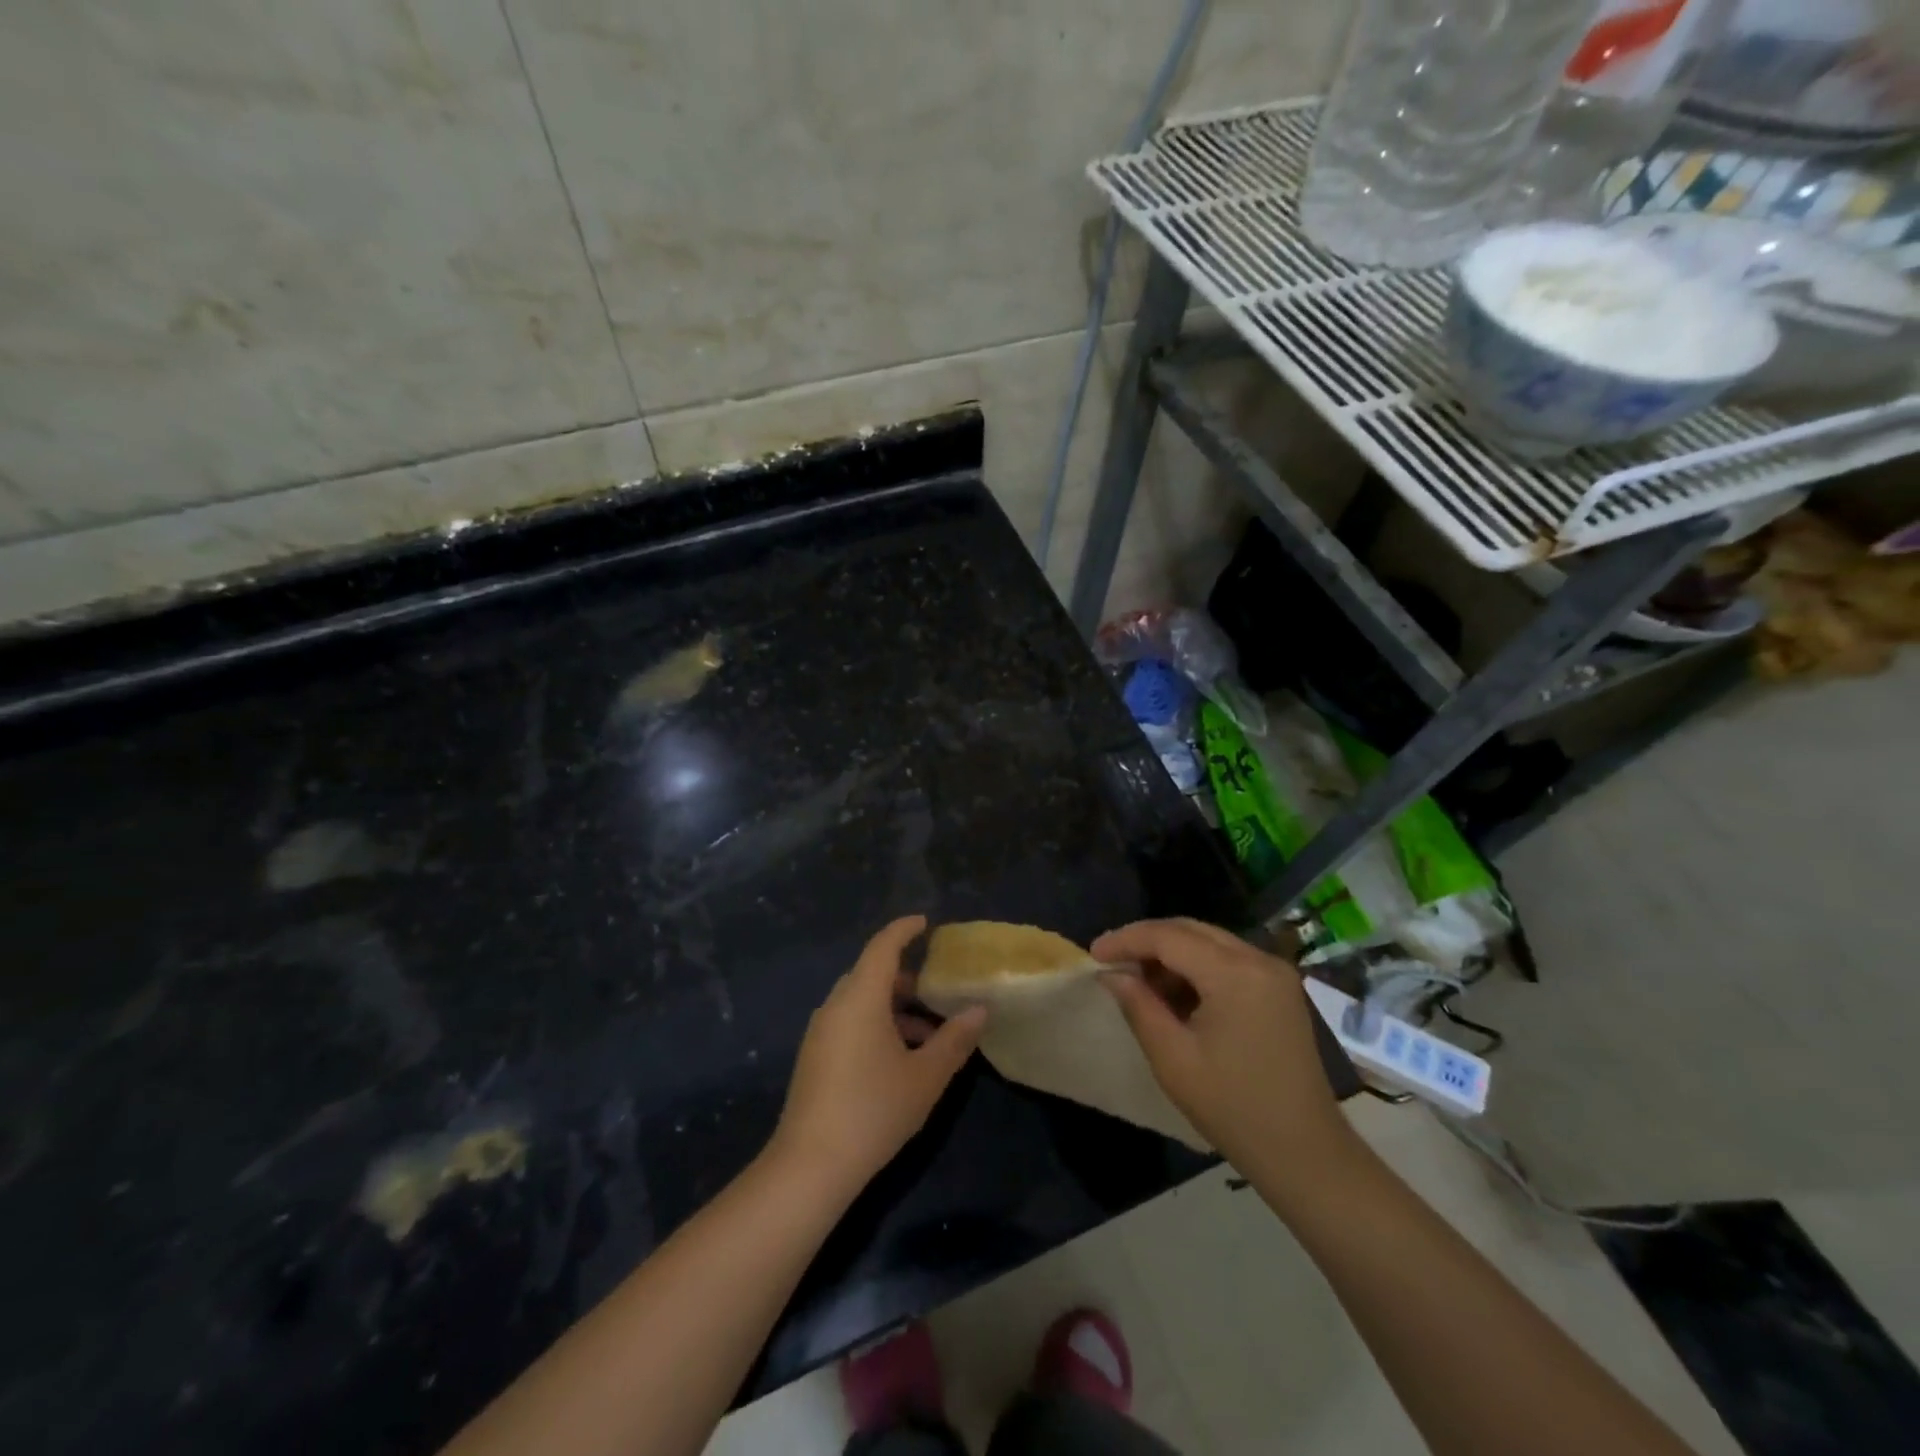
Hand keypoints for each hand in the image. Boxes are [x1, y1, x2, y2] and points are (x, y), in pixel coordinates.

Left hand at [770, 916, 987, 1191]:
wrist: (810, 1166)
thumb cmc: (873, 1110)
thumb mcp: (926, 1076)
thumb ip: (955, 1039)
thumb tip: (980, 1010)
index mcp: (860, 997)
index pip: (883, 947)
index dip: (904, 930)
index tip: (925, 923)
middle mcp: (835, 1005)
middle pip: (872, 974)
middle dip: (906, 978)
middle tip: (938, 990)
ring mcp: (821, 1032)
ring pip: (861, 1002)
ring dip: (895, 1009)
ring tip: (930, 1036)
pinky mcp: (814, 1057)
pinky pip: (850, 1023)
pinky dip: (877, 1025)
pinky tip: (901, 1060)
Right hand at [1094, 918, 1356, 1174]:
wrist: (1305, 1153)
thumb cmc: (1233, 1108)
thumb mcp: (1173, 1059)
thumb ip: (1139, 1006)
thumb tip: (1112, 974)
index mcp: (1235, 974)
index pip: (1169, 937)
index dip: (1127, 940)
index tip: (1094, 953)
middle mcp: (1259, 960)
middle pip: (1191, 930)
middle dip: (1147, 940)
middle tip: (1112, 962)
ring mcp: (1275, 973)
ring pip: (1209, 941)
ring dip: (1171, 953)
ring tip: (1139, 981)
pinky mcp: (1280, 989)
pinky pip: (1229, 960)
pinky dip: (1197, 967)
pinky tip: (1175, 993)